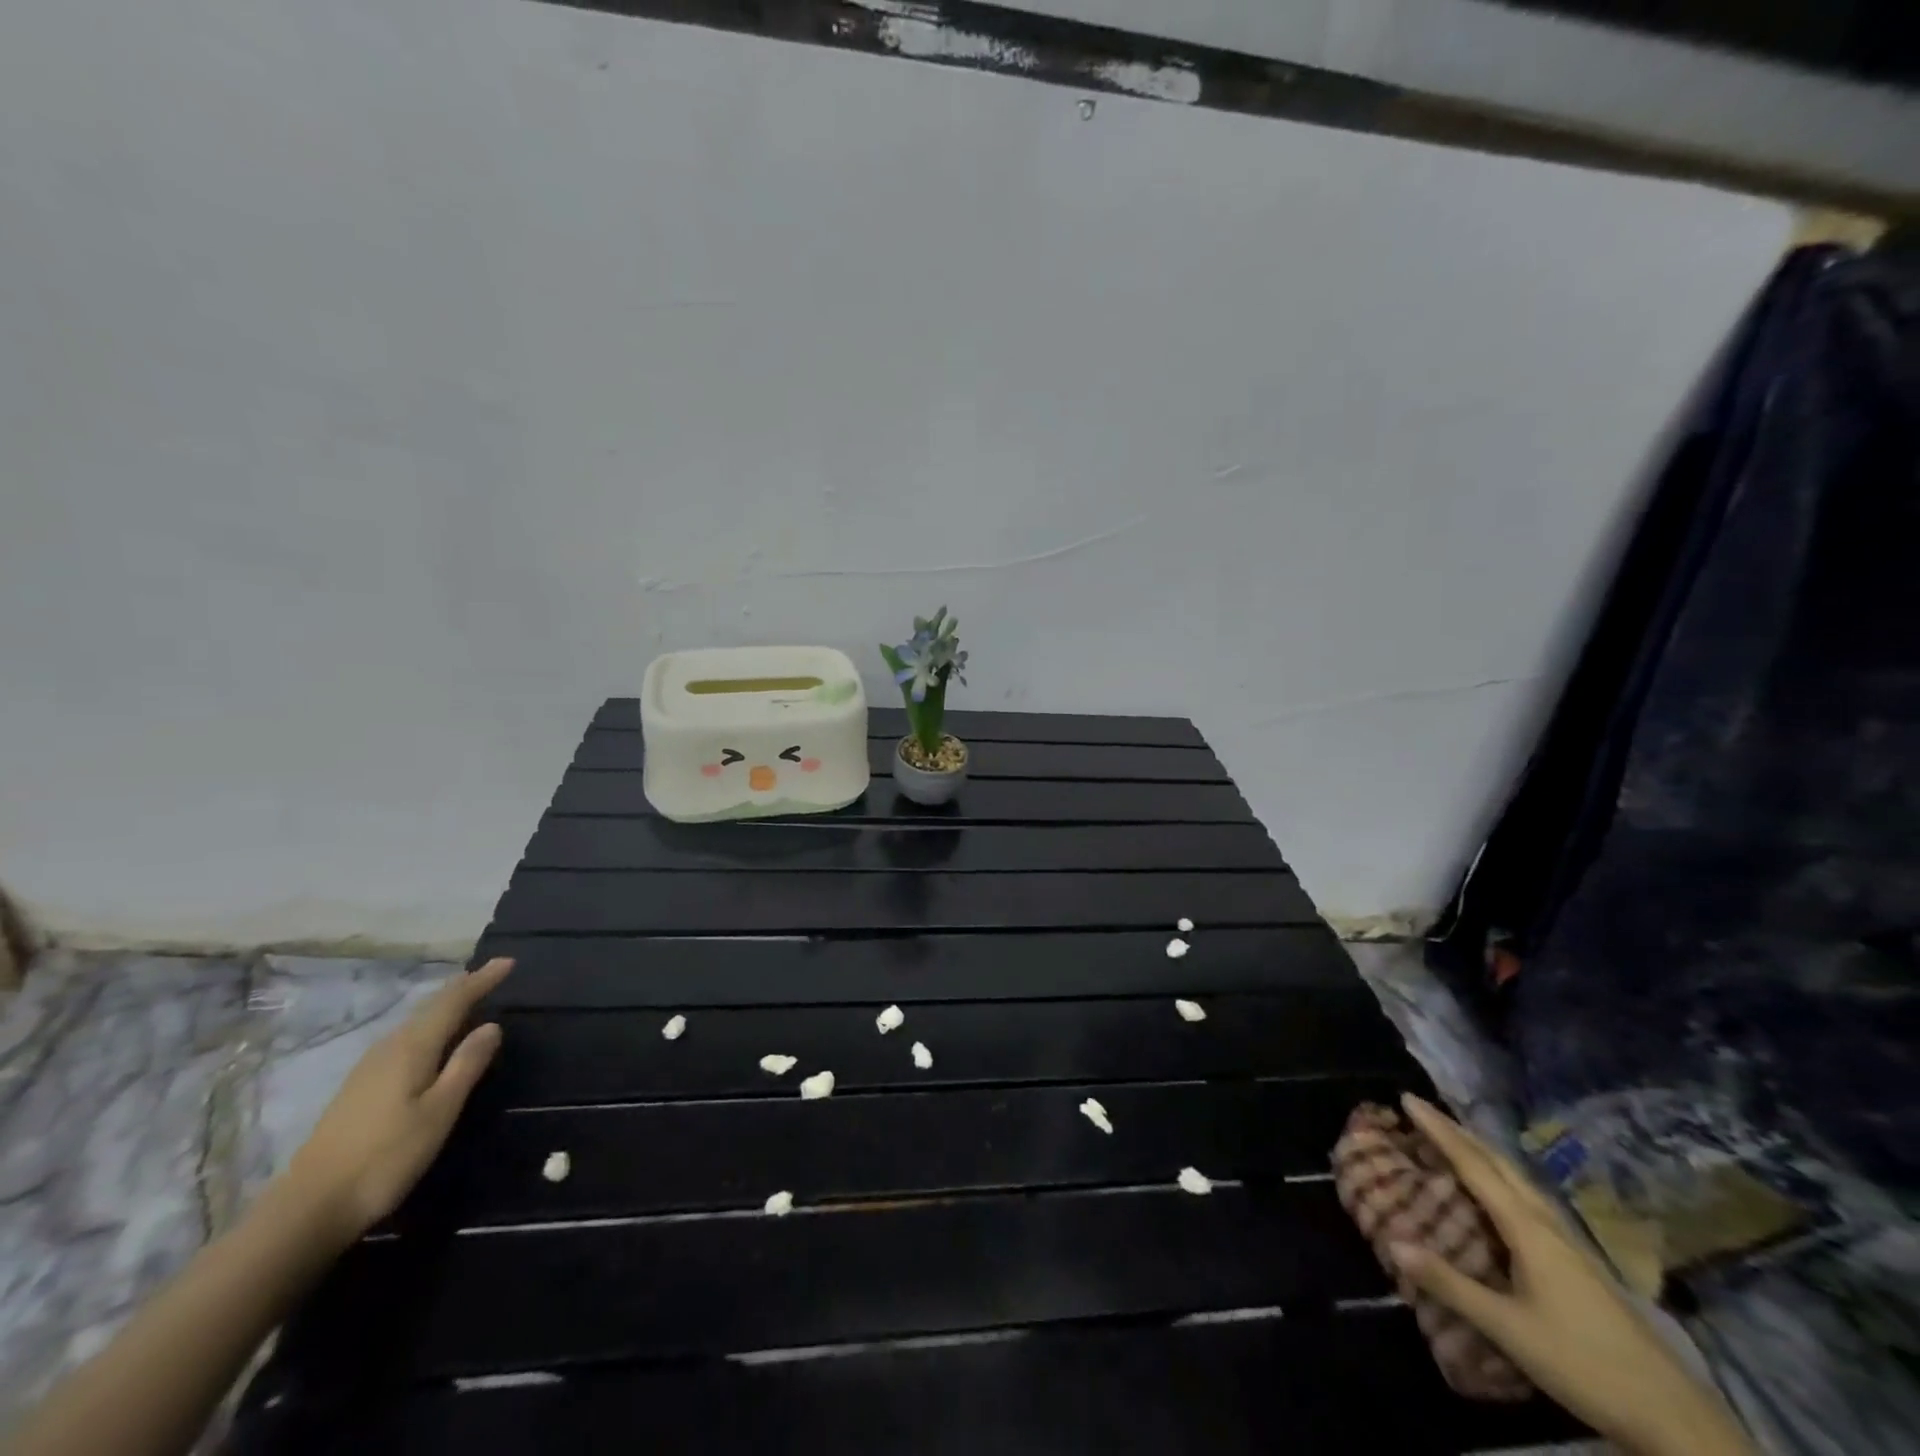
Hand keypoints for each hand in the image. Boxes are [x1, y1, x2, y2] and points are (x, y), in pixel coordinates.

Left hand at [283, 957, 512, 1243]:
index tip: (508, 961)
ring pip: (415, 1023)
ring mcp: (368, 1068)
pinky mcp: (359, 1088)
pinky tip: (432, 1040)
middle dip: (463, 988)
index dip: (482, 979)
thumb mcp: (439, 1111)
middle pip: (430, 1007)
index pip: (453, 1001)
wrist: (308, 1208)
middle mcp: (388, 1048)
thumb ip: (467, 1065)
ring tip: (468, 999)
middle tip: (491, 975)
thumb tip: (492, 1025)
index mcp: (412, 1047)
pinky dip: (428, 1027)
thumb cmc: (385, 1157)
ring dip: (444, 1007)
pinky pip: (404, 1040)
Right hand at [1391, 1094, 1754, 1455]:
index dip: (1438, 1129)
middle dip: (1458, 1132)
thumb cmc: (1585, 1364)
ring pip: (1517, 1179)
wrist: (1677, 1419)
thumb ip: (1450, 1284)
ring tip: (1453, 1138)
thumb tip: (1392, 1241)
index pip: (1473, 1164)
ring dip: (1481, 1152)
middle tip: (1422, 1110)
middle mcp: (1547, 1223)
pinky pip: (1528, 1198)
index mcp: (1528, 1228)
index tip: (1407, 1097)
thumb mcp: (1509, 1329)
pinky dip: (1500, 1178)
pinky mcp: (1579, 1262)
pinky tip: (1500, 1192)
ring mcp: (1569, 1242)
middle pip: (1498, 1163)